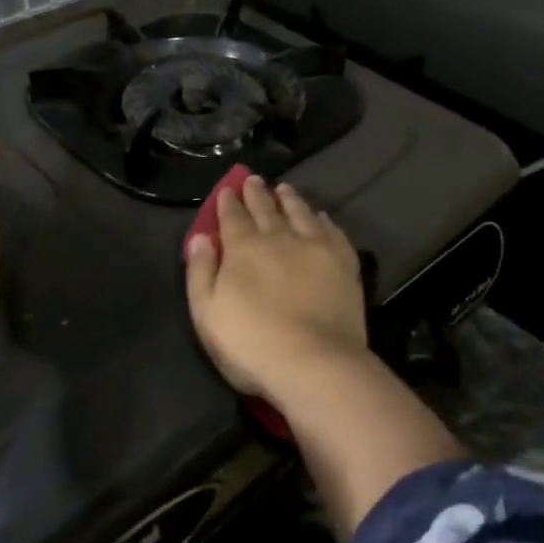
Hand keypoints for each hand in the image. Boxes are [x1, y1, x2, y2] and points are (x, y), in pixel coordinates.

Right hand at [184, 175, 367, 400]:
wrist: (314, 362)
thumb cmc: (251, 343)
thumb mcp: (206, 313)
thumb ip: (200, 272)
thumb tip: (200, 237)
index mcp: (243, 248)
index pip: (233, 216)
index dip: (228, 202)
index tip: (228, 189)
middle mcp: (279, 237)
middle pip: (265, 208)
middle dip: (256, 193)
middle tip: (254, 180)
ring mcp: (315, 247)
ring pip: (300, 212)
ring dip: (289, 199)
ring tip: (284, 189)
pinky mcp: (343, 262)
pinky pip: (332, 231)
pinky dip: (323, 220)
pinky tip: (321, 216)